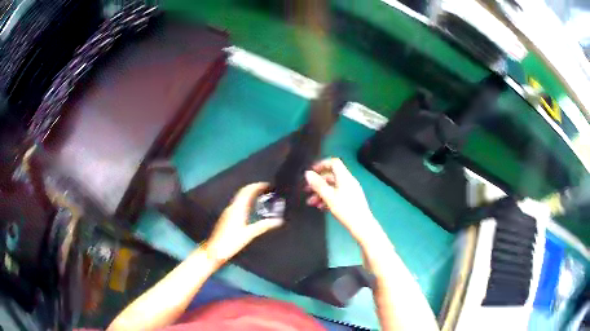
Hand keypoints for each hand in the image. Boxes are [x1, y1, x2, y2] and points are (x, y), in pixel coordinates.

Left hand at [205, 183, 282, 263]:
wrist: (214, 250)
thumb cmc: (232, 241)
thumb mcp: (249, 234)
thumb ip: (263, 226)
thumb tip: (279, 220)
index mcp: (238, 208)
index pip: (247, 191)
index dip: (257, 186)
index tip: (267, 184)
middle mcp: (232, 207)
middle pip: (242, 192)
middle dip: (253, 188)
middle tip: (265, 189)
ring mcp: (227, 211)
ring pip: (239, 197)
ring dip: (249, 194)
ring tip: (260, 196)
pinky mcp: (226, 217)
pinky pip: (237, 203)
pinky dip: (245, 200)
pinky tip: (250, 208)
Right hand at [305, 158, 384, 245]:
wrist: (361, 225)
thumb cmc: (345, 210)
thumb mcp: (329, 197)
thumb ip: (318, 185)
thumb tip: (308, 173)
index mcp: (345, 177)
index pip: (334, 163)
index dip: (322, 164)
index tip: (311, 172)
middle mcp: (348, 181)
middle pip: (331, 176)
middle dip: (318, 182)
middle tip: (306, 189)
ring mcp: (350, 191)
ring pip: (333, 187)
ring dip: (321, 192)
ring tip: (311, 202)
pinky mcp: (351, 200)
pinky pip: (337, 194)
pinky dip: (328, 198)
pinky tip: (321, 207)